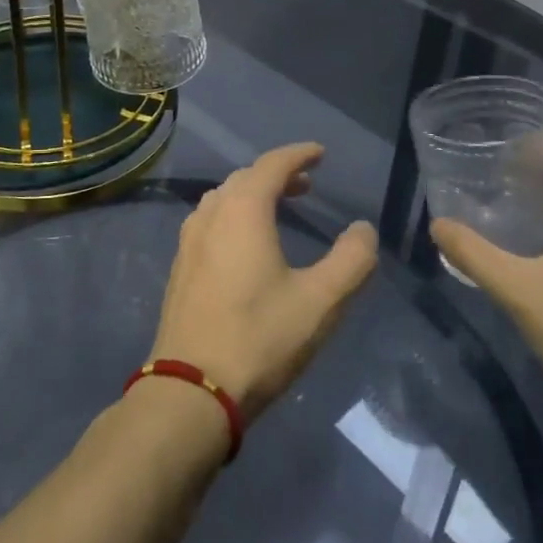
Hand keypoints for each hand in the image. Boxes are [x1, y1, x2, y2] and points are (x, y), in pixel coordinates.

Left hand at [148, 143, 378, 419]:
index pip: (272, 165)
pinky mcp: (180, 267)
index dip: (298, 154)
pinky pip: (209, 222)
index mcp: (243, 210)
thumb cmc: (260, 339)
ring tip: (278, 208)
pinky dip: (233, 215)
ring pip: (222, 199)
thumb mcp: (321, 302)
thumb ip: (351, 260)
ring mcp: (189, 241)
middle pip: (245, 178)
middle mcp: (211, 215)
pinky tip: (245, 244)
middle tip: (306, 184)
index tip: (320, 153)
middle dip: (277, 174)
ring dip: (252, 194)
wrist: (191, 390)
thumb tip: (362, 229)